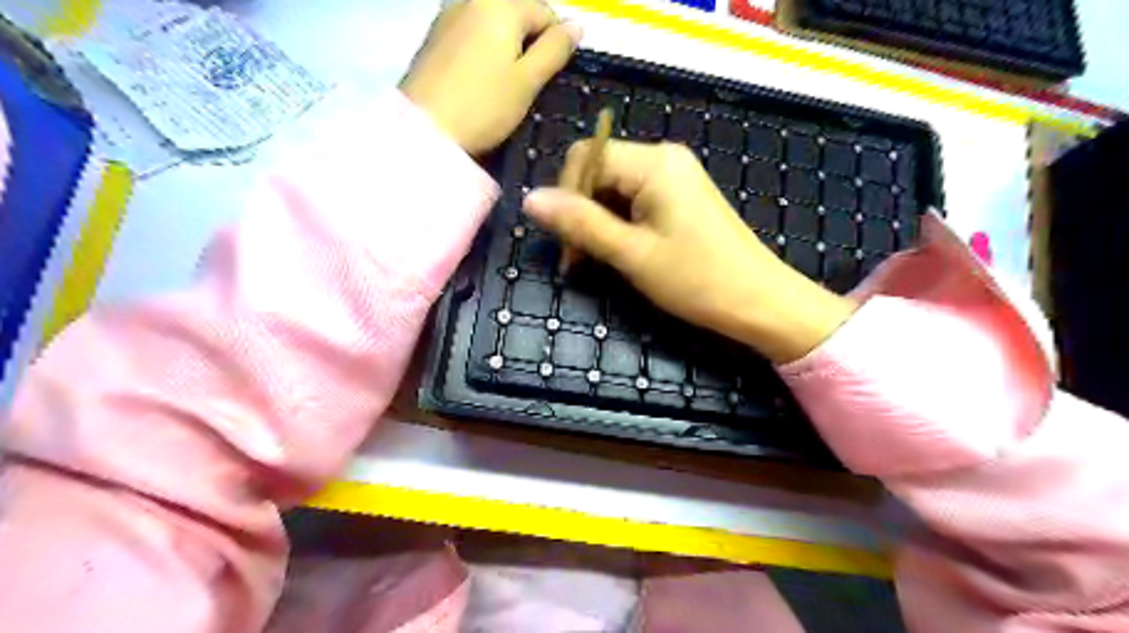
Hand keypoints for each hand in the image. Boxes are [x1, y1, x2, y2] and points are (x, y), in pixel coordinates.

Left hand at [402, 1, 581, 154]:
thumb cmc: (483, 107)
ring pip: (493, 25)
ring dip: (506, 48)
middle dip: (528, 44)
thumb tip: (577, 26)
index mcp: (501, 4)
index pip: (545, 12)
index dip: (555, 45)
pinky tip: (479, 82)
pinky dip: (483, 52)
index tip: (550, 79)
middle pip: (516, 14)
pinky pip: (471, 35)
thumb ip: (554, 50)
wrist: (423, 130)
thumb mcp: (527, 82)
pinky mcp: (433, 37)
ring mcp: (448, 15)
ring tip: (503, 86)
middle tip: (527, 85)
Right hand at [526, 142, 861, 363]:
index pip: (585, 157)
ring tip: (599, 261)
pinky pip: (636, 199)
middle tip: (579, 261)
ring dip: (599, 222)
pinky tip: (623, 251)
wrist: (760, 301)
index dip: (566, 197)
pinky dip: (620, 224)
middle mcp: (664, 158)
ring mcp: (676, 176)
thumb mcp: (631, 254)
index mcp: (653, 163)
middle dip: (582, 213)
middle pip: (600, 171)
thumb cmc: (696, 279)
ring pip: (615, 188)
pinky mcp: (682, 196)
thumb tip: (530, 198)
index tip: (566, 245)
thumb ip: (580, 223)